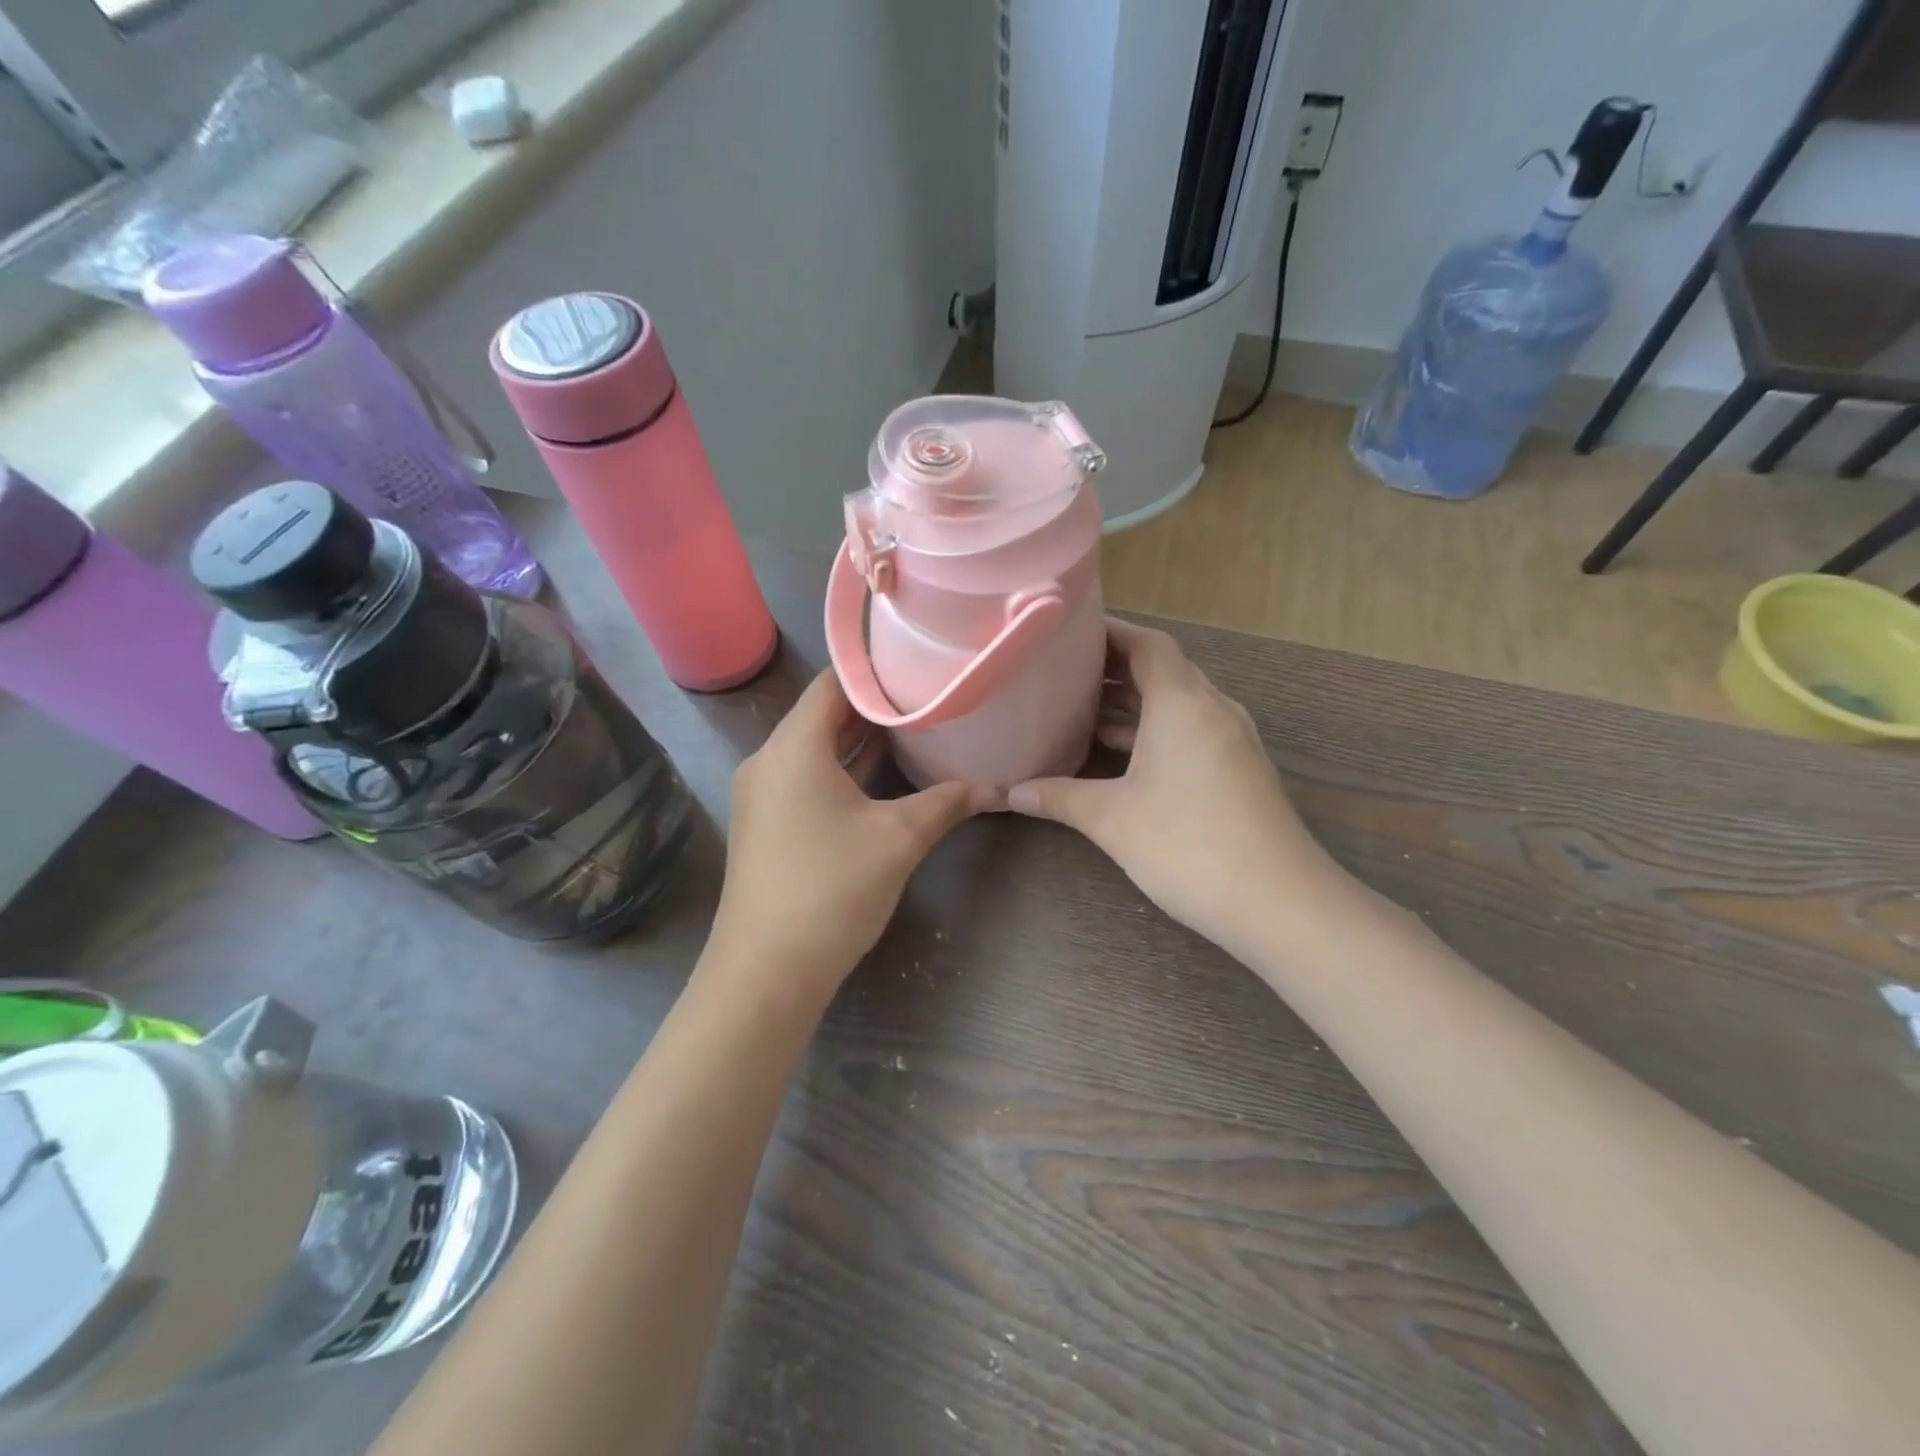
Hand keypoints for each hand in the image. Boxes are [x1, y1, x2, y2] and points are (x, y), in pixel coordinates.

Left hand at [708, 670, 995, 1009]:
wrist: (765, 972)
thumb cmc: (830, 890)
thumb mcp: (898, 840)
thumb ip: (945, 803)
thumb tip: (994, 787)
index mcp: (793, 748)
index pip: (833, 684)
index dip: (875, 670)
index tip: (918, 664)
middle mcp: (769, 761)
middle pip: (823, 715)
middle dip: (874, 707)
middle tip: (926, 695)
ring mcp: (763, 795)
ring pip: (815, 750)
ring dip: (859, 741)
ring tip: (913, 728)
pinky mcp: (766, 825)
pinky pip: (807, 779)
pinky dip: (842, 770)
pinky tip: (882, 777)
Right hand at [1007, 620, 1343, 957]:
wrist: (1279, 902)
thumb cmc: (1188, 845)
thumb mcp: (1111, 818)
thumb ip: (1059, 797)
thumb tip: (1010, 793)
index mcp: (1183, 703)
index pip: (1149, 644)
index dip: (1111, 632)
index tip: (1070, 634)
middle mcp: (1213, 710)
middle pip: (1164, 669)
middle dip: (1117, 667)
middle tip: (1066, 672)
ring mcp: (1232, 741)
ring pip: (1179, 703)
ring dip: (1136, 702)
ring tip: (1084, 708)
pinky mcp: (1240, 771)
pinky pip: (1192, 731)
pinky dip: (1156, 731)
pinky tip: (1123, 754)